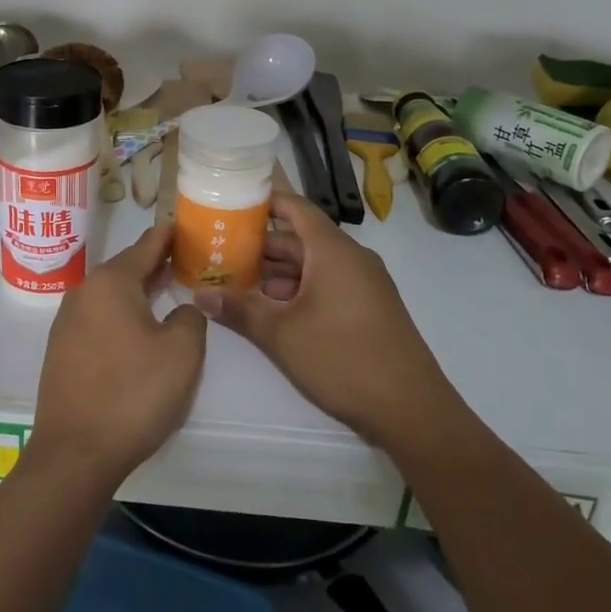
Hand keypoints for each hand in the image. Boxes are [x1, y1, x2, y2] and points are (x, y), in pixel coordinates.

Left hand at [28, 224, 205, 490]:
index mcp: (111, 283)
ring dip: (139, 291)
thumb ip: (189, 317)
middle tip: (186, 258)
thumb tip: (180, 310)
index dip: (168, 235)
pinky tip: (139, 328)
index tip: (183, 223)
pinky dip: (122, 314)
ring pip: (111, 295)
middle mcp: (84, 293)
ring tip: (166, 289)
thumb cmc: (133, 393)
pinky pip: (99, 318)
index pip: (145, 246)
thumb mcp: (182, 352)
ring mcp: (68, 322)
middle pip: (126, 269)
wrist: (75, 453)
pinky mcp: (62, 350)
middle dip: (155, 264)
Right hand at [195, 193, 466, 447]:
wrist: (411, 408)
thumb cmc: (342, 358)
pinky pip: (328, 284)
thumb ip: (240, 309)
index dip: (263, 203)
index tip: (230, 205)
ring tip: (237, 283)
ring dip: (277, 273)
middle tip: (220, 253)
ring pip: (313, 265)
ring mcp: (364, 283)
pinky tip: (272, 310)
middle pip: (300, 239)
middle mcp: (351, 258)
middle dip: (260, 246)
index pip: (295, 208)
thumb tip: (200, 295)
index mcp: (332, 250)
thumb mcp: (281, 334)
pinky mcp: (369, 308)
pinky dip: (299, 290)